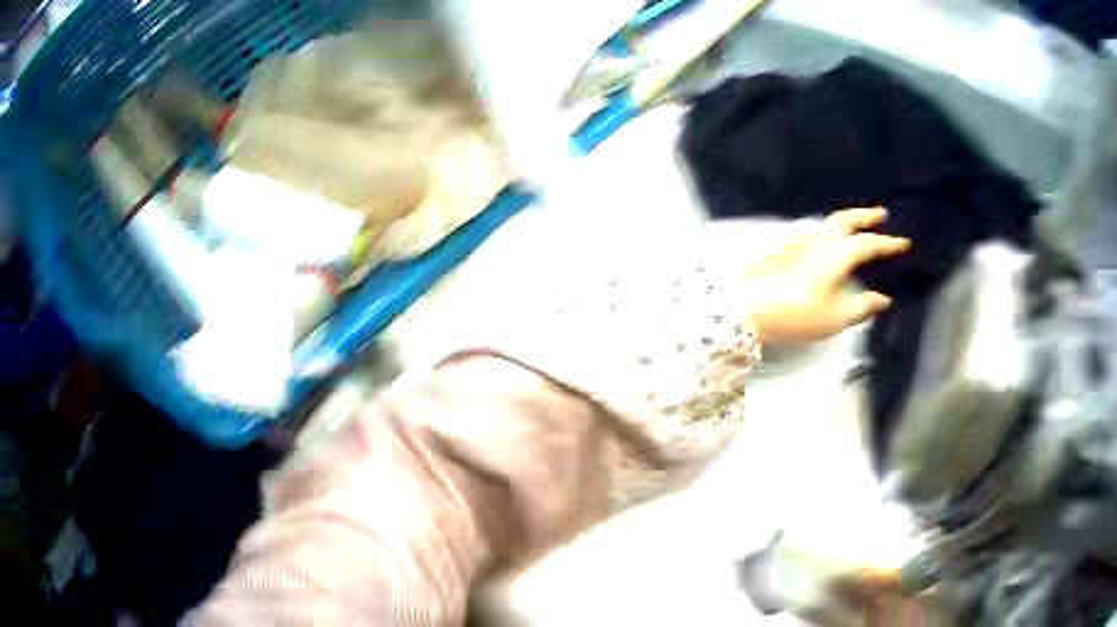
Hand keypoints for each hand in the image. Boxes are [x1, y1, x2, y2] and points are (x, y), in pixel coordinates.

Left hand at [746, 208, 909, 344]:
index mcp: (837, 253)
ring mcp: (801, 240)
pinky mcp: (787, 247)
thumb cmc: (796, 313)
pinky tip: (831, 242)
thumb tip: (883, 299)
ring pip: (830, 222)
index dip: (888, 244)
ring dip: (849, 220)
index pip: (868, 244)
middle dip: (866, 215)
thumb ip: (862, 306)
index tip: (904, 242)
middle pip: (847, 219)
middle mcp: (821, 239)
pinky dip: (832, 230)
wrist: (747, 305)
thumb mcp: (835, 317)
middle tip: (883, 214)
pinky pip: (818, 231)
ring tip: (860, 225)